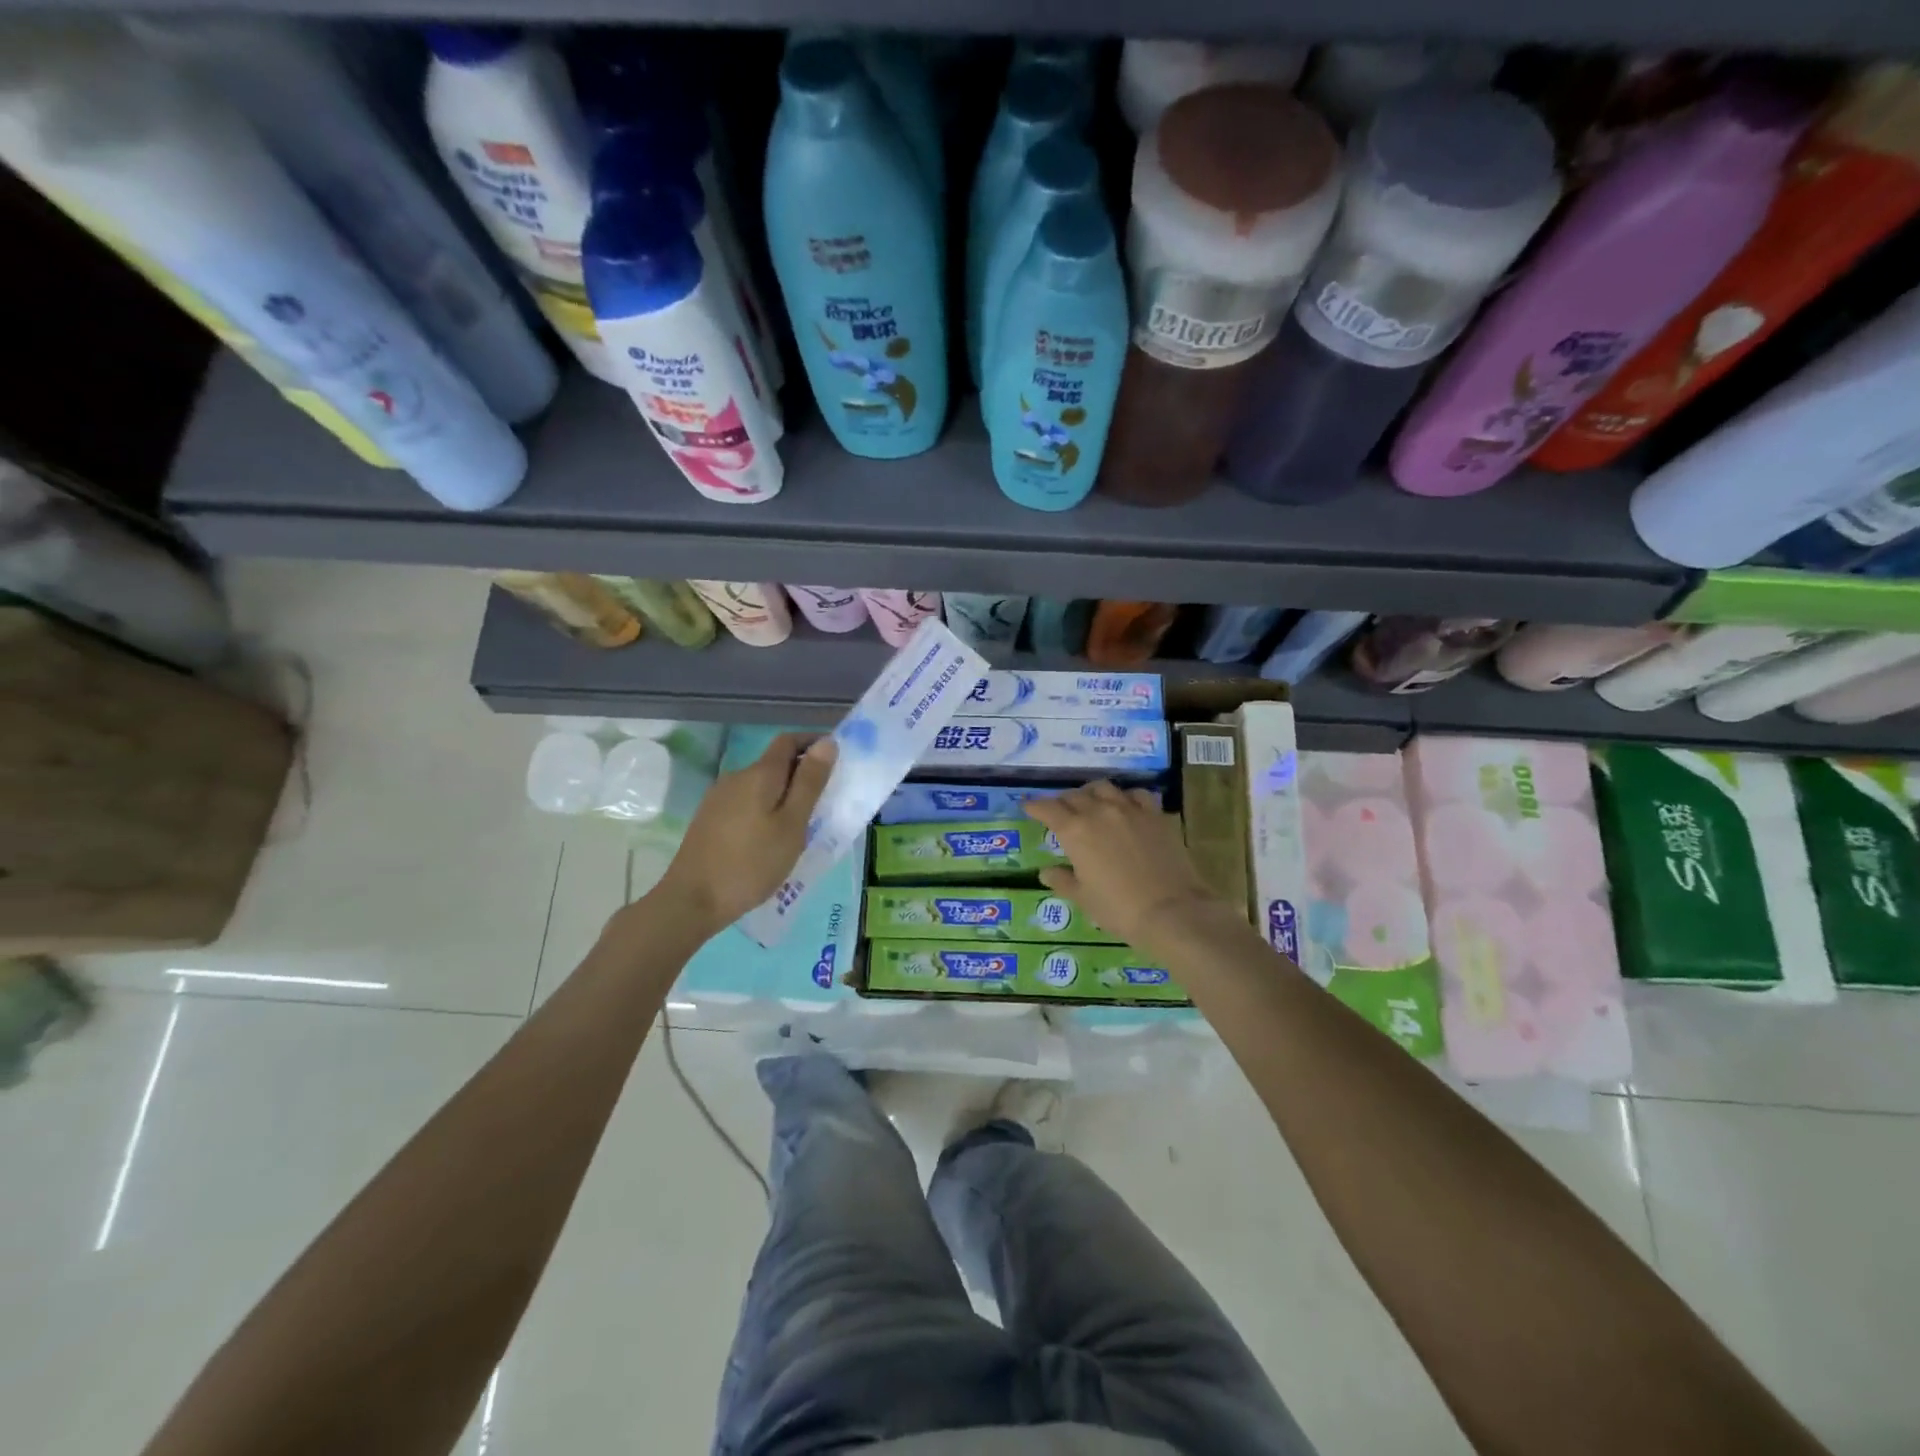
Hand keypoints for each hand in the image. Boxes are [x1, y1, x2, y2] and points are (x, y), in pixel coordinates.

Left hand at [653, 733, 835, 932]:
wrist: (692, 900)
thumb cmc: (751, 863)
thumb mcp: (792, 824)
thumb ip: (810, 782)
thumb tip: (827, 742)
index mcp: (759, 774)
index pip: (789, 740)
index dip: (813, 743)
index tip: (836, 759)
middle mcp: (736, 777)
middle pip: (774, 763)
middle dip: (801, 773)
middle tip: (825, 801)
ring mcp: (719, 798)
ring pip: (760, 785)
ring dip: (783, 794)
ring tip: (801, 824)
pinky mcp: (709, 818)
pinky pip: (746, 802)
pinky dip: (765, 808)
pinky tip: (770, 837)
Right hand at [1024, 782, 1228, 956]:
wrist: (1171, 910)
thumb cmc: (1119, 909)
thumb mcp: (1083, 898)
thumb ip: (1062, 881)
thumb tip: (1046, 872)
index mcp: (1075, 831)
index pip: (1047, 809)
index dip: (1034, 806)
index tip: (1027, 806)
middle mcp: (1099, 812)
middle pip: (1075, 795)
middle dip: (1062, 801)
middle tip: (1059, 811)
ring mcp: (1130, 810)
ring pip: (1104, 788)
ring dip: (1091, 793)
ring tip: (1090, 802)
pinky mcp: (1155, 815)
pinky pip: (1136, 794)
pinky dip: (1125, 796)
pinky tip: (1126, 806)